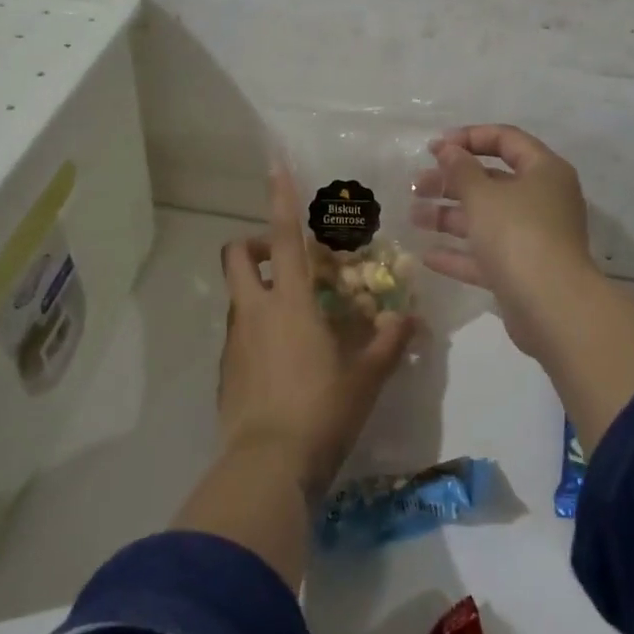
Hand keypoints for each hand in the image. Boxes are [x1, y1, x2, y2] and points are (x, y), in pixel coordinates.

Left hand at [218, 165, 415, 499]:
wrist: (266, 467)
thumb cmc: (321, 412)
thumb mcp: (365, 378)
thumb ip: (387, 344)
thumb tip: (408, 319)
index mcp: (290, 304)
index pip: (282, 237)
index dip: (280, 198)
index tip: (276, 166)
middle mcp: (254, 312)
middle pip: (236, 255)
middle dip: (254, 243)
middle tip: (286, 259)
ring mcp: (235, 340)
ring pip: (238, 293)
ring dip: (258, 287)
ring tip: (295, 313)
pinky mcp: (226, 369)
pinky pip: (238, 330)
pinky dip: (256, 326)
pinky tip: (283, 356)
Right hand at [412, 124, 599, 360]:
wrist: (552, 306)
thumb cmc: (518, 234)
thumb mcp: (483, 195)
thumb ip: (461, 169)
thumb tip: (449, 149)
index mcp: (543, 171)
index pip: (506, 139)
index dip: (469, 137)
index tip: (434, 148)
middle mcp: (542, 200)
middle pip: (492, 181)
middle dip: (451, 181)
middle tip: (416, 185)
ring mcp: (534, 238)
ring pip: (486, 219)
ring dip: (449, 217)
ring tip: (413, 217)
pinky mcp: (522, 272)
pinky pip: (487, 255)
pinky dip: (460, 254)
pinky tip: (427, 256)